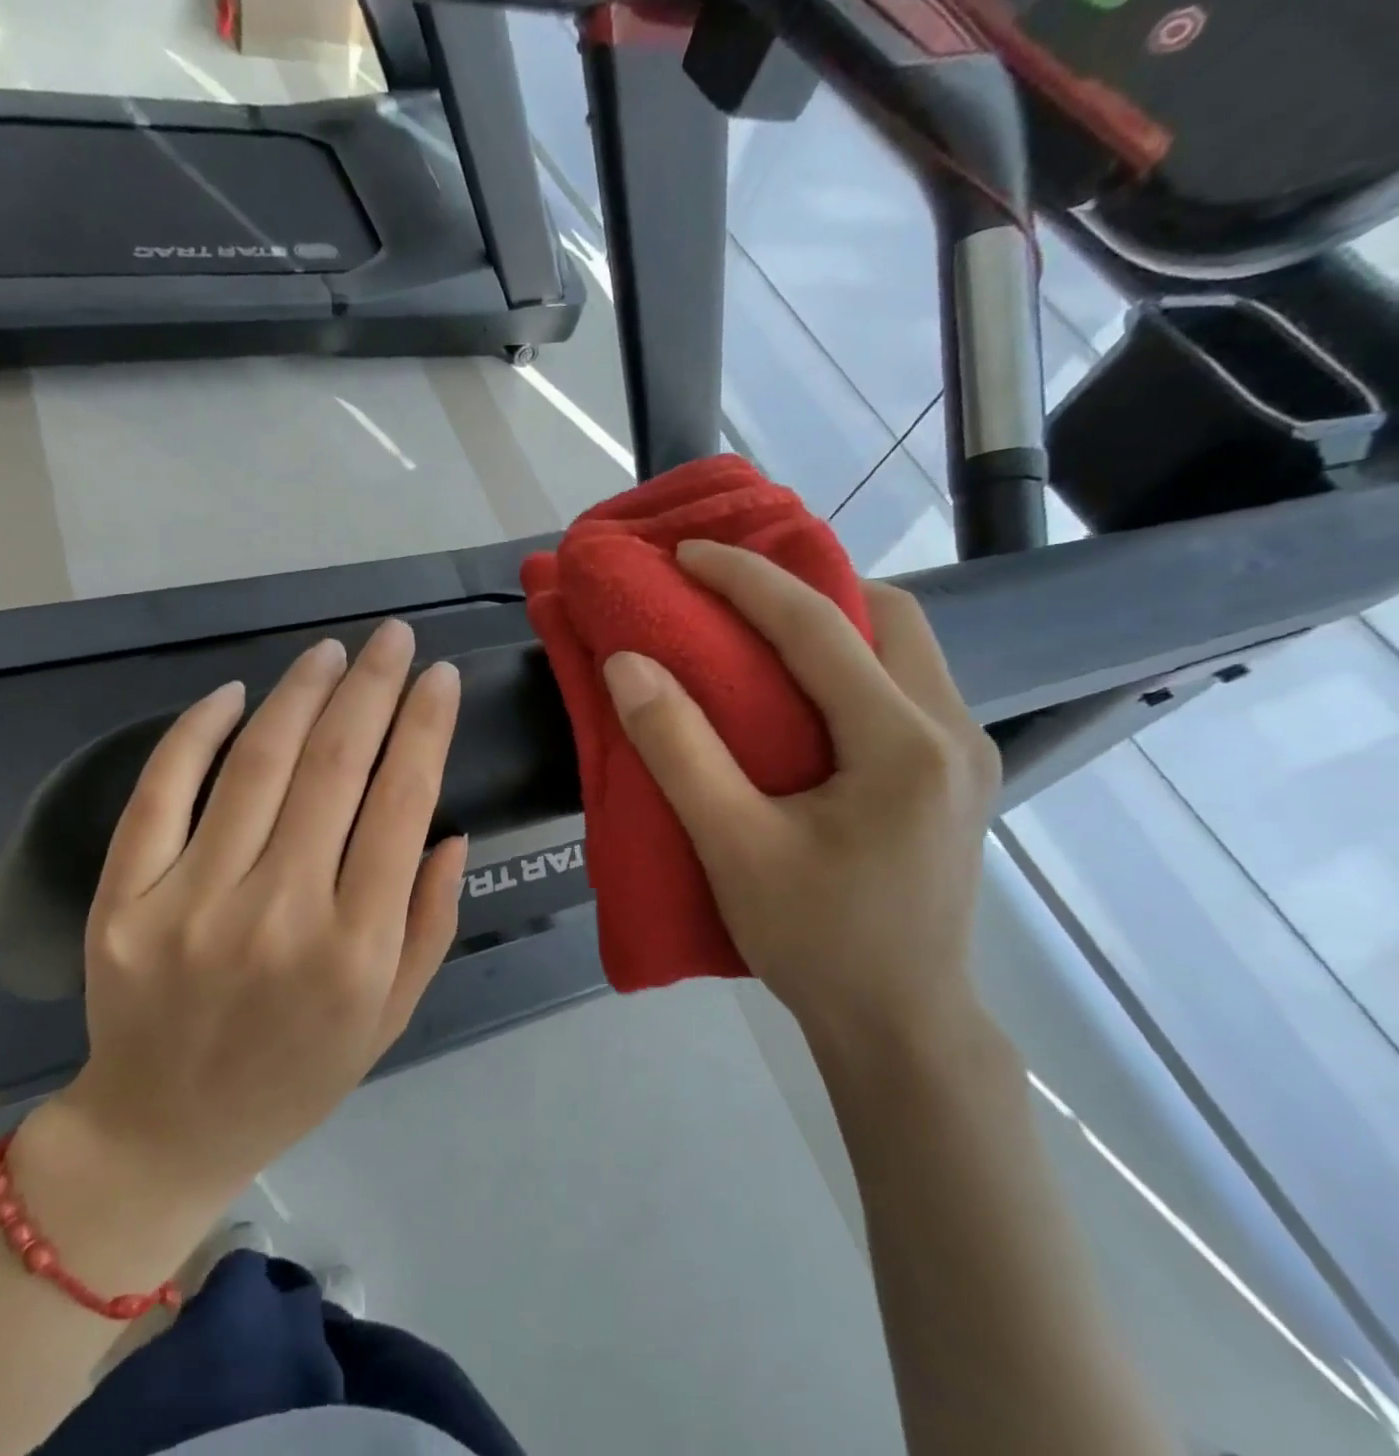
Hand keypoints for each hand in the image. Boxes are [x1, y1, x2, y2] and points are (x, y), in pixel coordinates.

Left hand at [31, 621, 465, 1249]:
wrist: (163, 1131)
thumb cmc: (295, 1075)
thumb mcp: (390, 1015)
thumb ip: (430, 922)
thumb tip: (450, 830)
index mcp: (355, 949)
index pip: (401, 804)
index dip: (425, 726)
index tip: (439, 675)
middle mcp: (278, 915)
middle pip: (334, 766)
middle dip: (372, 686)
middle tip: (392, 637)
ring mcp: (190, 903)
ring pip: (257, 764)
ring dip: (300, 692)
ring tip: (330, 652)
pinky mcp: (123, 900)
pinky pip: (162, 792)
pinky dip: (197, 731)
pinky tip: (234, 693)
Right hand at [601, 539, 998, 1049]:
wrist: (900, 1026)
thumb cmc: (816, 941)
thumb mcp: (733, 848)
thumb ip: (679, 750)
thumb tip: (628, 665)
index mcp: (903, 744)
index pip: (820, 627)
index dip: (746, 579)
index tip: (688, 554)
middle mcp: (952, 732)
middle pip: (888, 617)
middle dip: (807, 588)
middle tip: (731, 595)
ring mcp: (964, 755)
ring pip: (903, 649)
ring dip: (832, 623)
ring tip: (759, 633)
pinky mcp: (953, 778)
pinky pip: (903, 687)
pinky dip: (848, 664)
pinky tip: (800, 694)